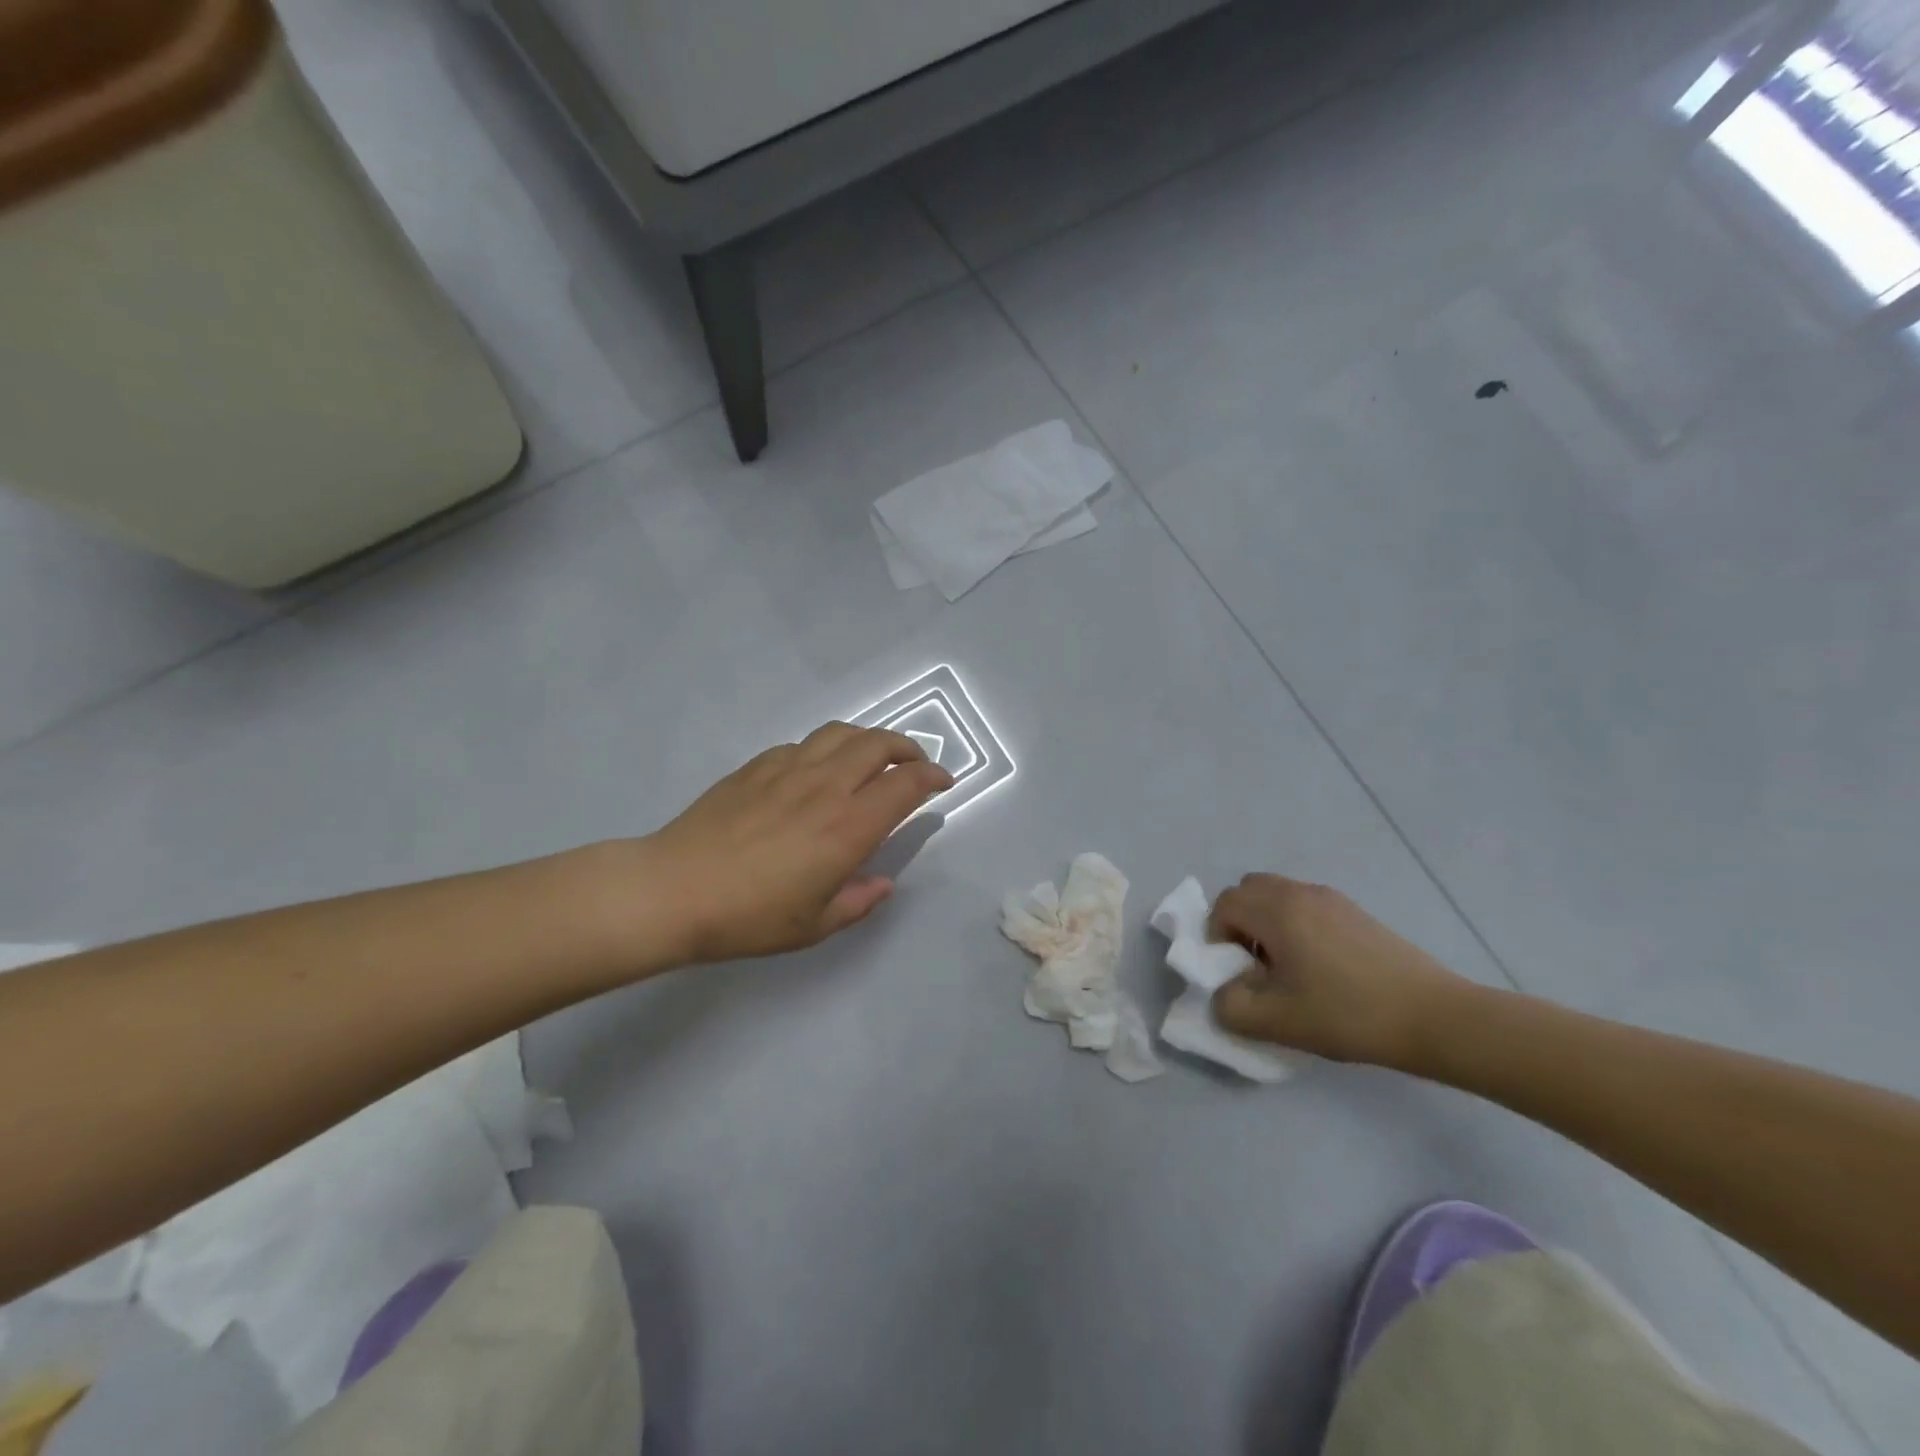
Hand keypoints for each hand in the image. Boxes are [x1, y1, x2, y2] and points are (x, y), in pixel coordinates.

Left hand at [640, 723, 952, 962]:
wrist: (674, 890)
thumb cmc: (750, 916)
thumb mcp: (814, 925)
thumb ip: (858, 901)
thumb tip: (881, 882)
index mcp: (848, 826)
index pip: (905, 784)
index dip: (933, 777)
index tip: (943, 783)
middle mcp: (826, 786)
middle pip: (879, 743)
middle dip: (908, 749)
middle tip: (915, 766)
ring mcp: (789, 768)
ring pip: (842, 733)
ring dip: (869, 740)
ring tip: (872, 759)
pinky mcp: (757, 765)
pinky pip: (804, 744)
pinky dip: (826, 749)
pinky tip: (817, 772)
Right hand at [1207, 875, 1469, 1067]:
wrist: (1433, 1017)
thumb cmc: (1347, 1014)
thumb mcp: (1276, 1022)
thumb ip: (1230, 1007)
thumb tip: (1224, 992)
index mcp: (1277, 910)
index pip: (1224, 905)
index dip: (1218, 937)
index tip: (1238, 973)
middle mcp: (1299, 893)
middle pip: (1248, 890)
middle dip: (1239, 922)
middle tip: (1255, 965)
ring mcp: (1331, 899)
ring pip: (1277, 894)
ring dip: (1266, 922)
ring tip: (1287, 966)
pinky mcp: (1355, 912)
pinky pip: (1305, 904)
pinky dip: (1294, 923)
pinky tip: (1320, 966)